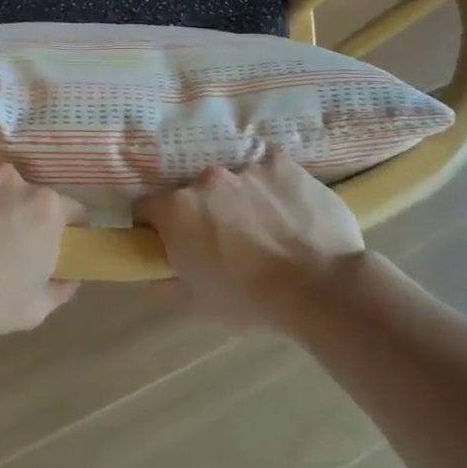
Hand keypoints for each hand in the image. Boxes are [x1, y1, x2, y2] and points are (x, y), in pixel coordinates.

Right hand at [135, 151, 365, 330]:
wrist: (320, 287)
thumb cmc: (250, 300)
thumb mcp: (195, 304)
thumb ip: (165, 281)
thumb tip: (156, 270)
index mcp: (177, 209)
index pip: (146, 206)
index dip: (153, 225)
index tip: (169, 242)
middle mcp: (206, 179)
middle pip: (193, 191)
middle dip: (202, 212)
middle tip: (224, 241)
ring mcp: (247, 167)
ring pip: (234, 181)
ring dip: (239, 200)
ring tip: (265, 230)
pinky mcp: (283, 163)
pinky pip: (270, 172)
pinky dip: (273, 189)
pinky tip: (290, 214)